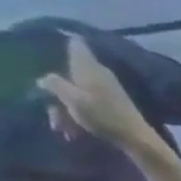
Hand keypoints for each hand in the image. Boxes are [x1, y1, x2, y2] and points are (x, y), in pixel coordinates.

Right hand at [37, 37, 166, 158]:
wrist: (136, 138)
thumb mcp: (72, 99)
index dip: (64, 42)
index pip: (76, 44)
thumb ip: (54, 84)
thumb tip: (44, 78)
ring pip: (76, 92)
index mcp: (89, 67)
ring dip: (65, 110)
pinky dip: (79, 116)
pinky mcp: (112, 104)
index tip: (51, 47)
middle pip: (69, 74)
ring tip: (64, 130)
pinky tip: (74, 133)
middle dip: (56, 93)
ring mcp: (106, 89)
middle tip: (53, 115)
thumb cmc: (103, 116)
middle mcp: (98, 74)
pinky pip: (88, 105)